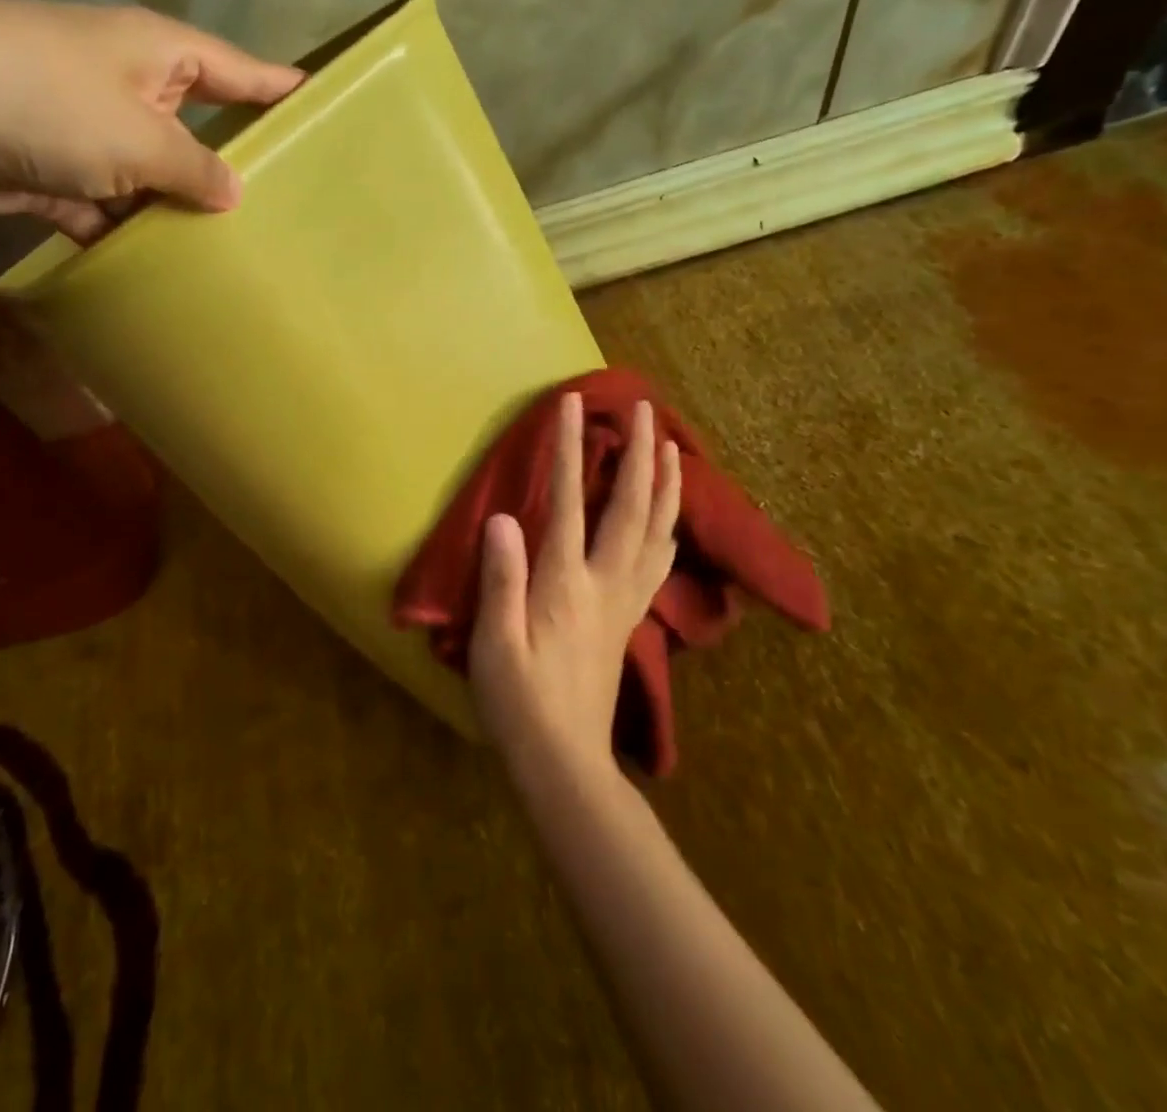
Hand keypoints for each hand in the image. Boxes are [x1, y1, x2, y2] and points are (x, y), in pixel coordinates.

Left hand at [0, 0, 302, 242]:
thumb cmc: (43, 99)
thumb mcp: (137, 137)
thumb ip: (194, 170)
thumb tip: (235, 194)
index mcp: (158, 53)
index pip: (237, 70)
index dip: (278, 89)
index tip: (322, 110)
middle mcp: (127, 86)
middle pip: (196, 130)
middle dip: (232, 169)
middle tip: (286, 212)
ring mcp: (87, 131)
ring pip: (150, 177)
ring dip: (175, 212)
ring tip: (231, 255)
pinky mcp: (52, 173)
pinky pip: (106, 208)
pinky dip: (124, 235)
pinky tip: (157, 270)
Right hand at [470, 394, 682, 773]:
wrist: (565, 760)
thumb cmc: (519, 701)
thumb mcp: (494, 643)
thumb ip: (501, 579)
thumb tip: (504, 518)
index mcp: (566, 584)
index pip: (569, 503)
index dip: (570, 451)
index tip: (571, 407)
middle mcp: (604, 583)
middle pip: (631, 508)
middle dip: (639, 453)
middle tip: (644, 407)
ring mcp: (624, 602)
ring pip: (657, 532)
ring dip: (666, 484)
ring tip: (672, 446)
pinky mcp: (629, 619)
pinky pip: (658, 561)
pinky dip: (668, 527)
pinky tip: (669, 518)